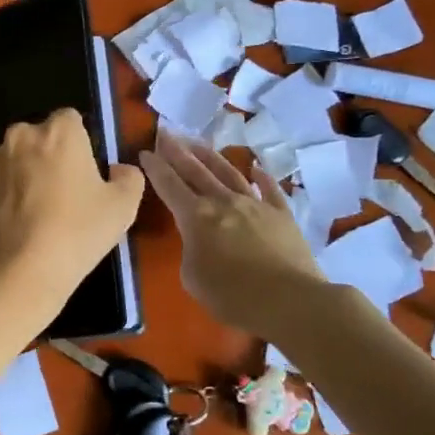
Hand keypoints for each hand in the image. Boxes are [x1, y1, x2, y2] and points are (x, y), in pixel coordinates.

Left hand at [0, 109, 144, 305]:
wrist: (16, 271)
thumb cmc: (76, 232)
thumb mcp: (123, 208)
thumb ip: (129, 178)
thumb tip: (118, 170)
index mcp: (59, 131)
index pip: (72, 120)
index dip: (81, 144)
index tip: (87, 173)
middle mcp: (21, 136)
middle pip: (41, 138)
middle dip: (51, 157)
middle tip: (66, 195)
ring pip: (16, 160)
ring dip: (27, 176)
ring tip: (39, 214)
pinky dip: (7, 197)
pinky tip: (19, 227)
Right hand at [139, 128, 324, 336]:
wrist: (289, 301)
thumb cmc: (232, 296)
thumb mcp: (193, 278)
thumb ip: (191, 252)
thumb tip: (201, 242)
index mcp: (196, 217)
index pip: (169, 185)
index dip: (155, 168)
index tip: (144, 151)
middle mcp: (224, 201)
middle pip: (196, 170)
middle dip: (177, 151)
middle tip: (164, 133)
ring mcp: (255, 204)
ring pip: (229, 172)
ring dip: (210, 156)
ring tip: (198, 143)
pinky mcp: (282, 214)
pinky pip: (270, 189)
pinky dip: (262, 176)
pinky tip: (256, 167)